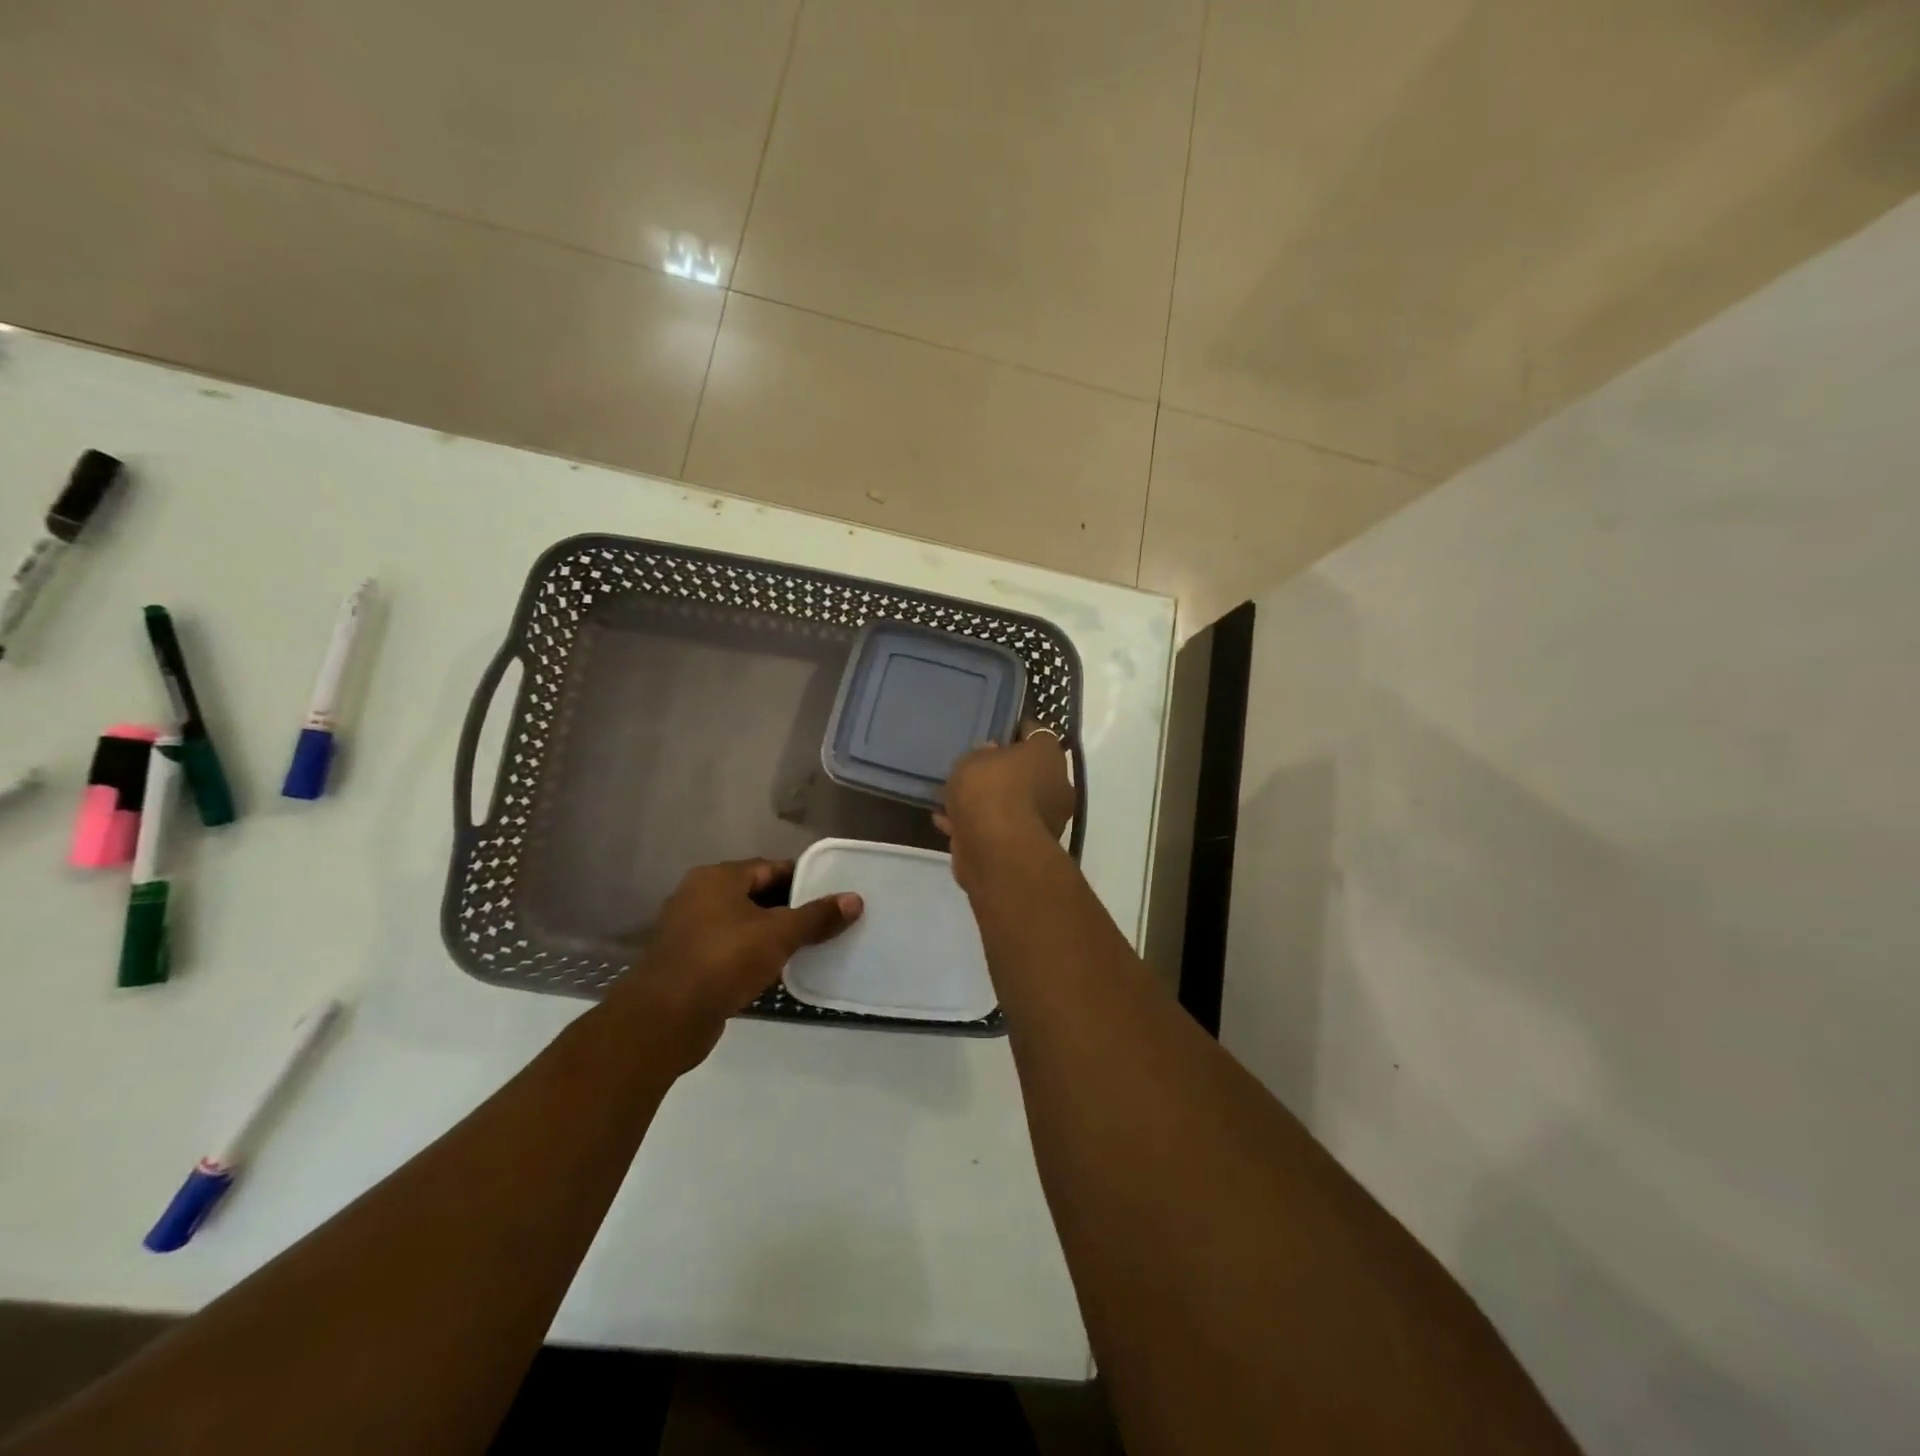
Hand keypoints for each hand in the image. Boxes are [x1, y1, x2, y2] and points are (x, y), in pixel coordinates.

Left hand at [613, 859, 861, 1068]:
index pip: (771, 868)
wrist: (664, 1019)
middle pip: (756, 894)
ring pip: (742, 924)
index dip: (803, 880)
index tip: (831, 895)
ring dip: (771, 935)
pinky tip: (776, 972)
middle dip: (790, 909)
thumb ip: (817, 917)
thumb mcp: (779, 935)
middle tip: (825, 922)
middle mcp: (698, 896)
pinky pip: (729, 950)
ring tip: (807, 948)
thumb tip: (855, 899)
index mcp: (718, 878)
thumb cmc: (723, 961)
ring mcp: (688, 930)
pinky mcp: (686, 962)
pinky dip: (751, 956)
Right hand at [937, 725, 1074, 886]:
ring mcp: (1044, 820)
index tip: (994, 730)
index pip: (1036, 733)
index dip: (1014, 730)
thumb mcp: (973, 759)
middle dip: (1001, 771)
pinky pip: (998, 828)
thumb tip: (991, 755)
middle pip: (1026, 771)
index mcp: (1049, 756)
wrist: (996, 850)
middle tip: (972, 768)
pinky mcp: (1026, 847)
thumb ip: (980, 754)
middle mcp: (1055, 786)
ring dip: (987, 802)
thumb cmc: (989, 790)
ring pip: (1011, 802)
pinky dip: (977, 825)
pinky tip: (948, 822)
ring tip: (953, 799)